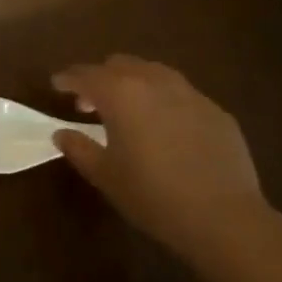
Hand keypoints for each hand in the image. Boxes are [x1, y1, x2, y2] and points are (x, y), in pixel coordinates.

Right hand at [50, 55, 263, 253]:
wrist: (224, 217)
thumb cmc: (152, 195)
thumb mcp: (105, 175)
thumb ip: (79, 148)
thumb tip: (62, 133)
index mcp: (120, 93)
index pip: (85, 74)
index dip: (67, 78)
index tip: (57, 85)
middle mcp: (153, 82)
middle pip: (119, 64)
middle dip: (101, 78)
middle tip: (90, 104)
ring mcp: (190, 93)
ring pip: (153, 73)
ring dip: (134, 84)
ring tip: (129, 111)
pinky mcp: (215, 110)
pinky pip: (181, 94)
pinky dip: (163, 102)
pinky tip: (166, 129)